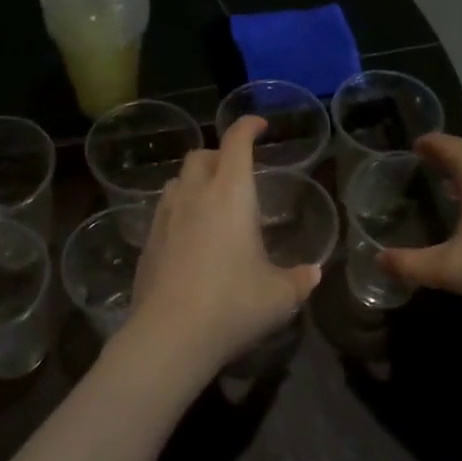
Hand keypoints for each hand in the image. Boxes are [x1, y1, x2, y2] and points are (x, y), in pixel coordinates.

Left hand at [119, 117, 323, 385]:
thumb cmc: (233, 304)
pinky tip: (189, 238)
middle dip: (219, 155)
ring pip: (177, 181)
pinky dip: (179, 211)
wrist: (169, 335)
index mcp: (231, 194)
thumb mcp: (280, 296)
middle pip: (200, 155)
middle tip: (237, 173)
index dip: (248, 126)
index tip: (259, 125)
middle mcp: (194, 196)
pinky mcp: (147, 243)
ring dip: (195, 181)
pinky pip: (164, 211)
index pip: (236, 142)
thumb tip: (314, 273)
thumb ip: (300, 279)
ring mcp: (165, 217)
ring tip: (211, 203)